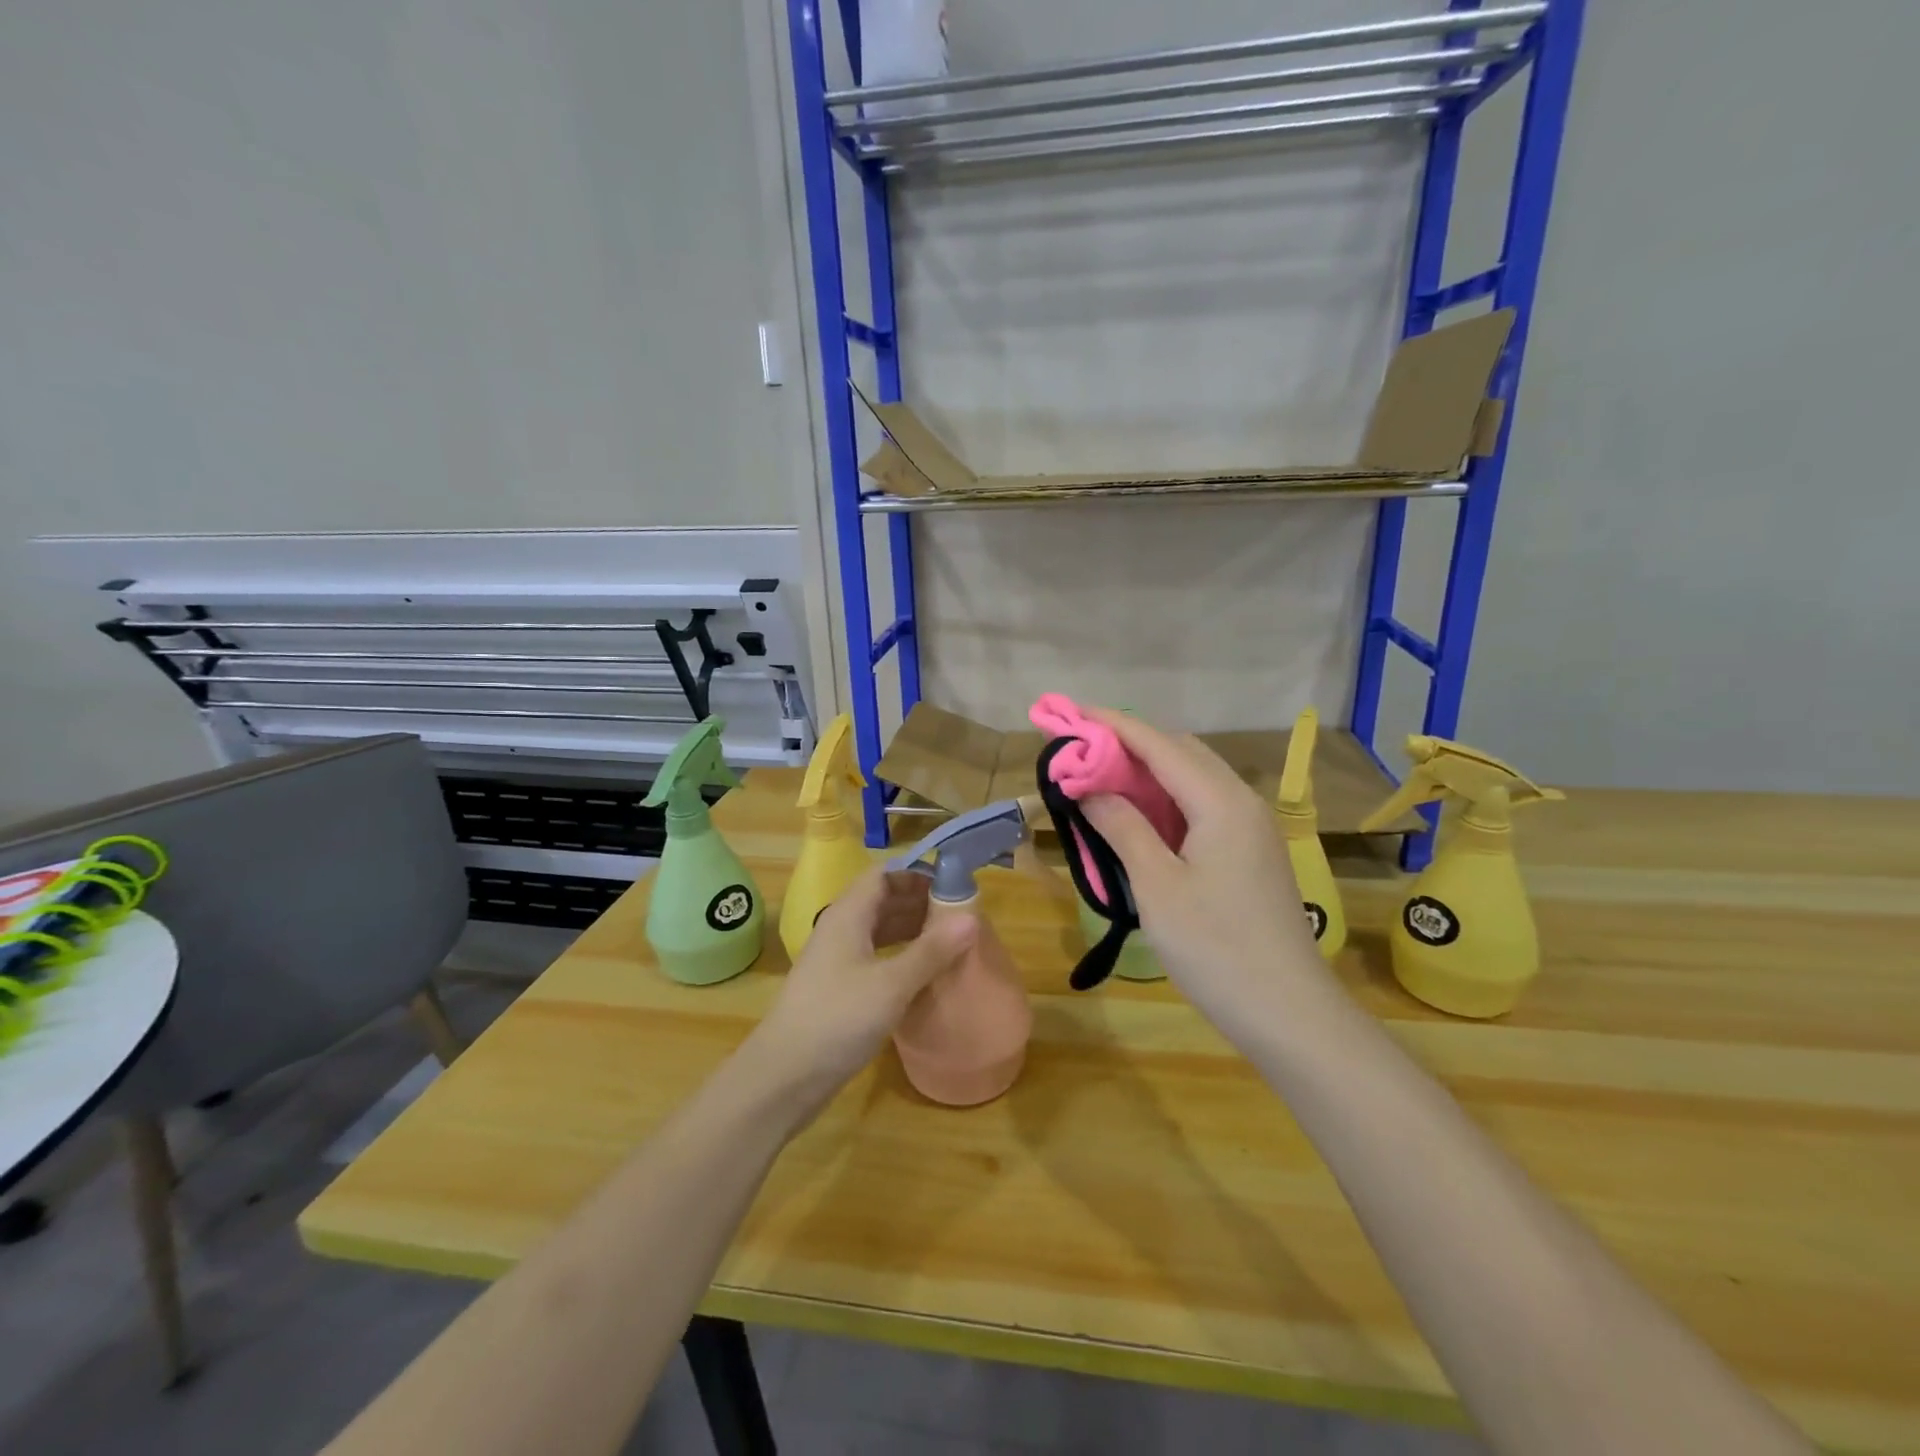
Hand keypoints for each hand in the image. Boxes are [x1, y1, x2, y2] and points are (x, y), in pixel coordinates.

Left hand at [748, 866, 974, 1116]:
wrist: (784, 1077)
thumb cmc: (838, 1019)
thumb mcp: (892, 984)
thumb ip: (931, 950)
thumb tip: (971, 917)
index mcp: (848, 914)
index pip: (884, 874)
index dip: (918, 874)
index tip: (954, 884)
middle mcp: (840, 929)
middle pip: (883, 900)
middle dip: (920, 902)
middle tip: (962, 915)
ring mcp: (837, 960)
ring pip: (879, 930)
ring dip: (913, 930)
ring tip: (951, 941)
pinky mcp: (839, 988)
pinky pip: (875, 956)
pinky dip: (901, 956)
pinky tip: (925, 972)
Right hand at [1078, 708, 1325, 1032]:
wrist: (1289, 1012)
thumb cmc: (1216, 948)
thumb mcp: (1157, 886)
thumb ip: (1122, 827)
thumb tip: (1088, 786)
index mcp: (1220, 801)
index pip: (1158, 744)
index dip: (1112, 725)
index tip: (1070, 712)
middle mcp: (1241, 801)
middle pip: (1180, 752)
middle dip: (1129, 743)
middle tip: (1081, 750)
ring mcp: (1251, 827)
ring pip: (1193, 778)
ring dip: (1147, 771)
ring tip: (1101, 777)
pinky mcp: (1250, 852)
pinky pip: (1203, 805)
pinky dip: (1166, 799)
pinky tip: (1140, 816)